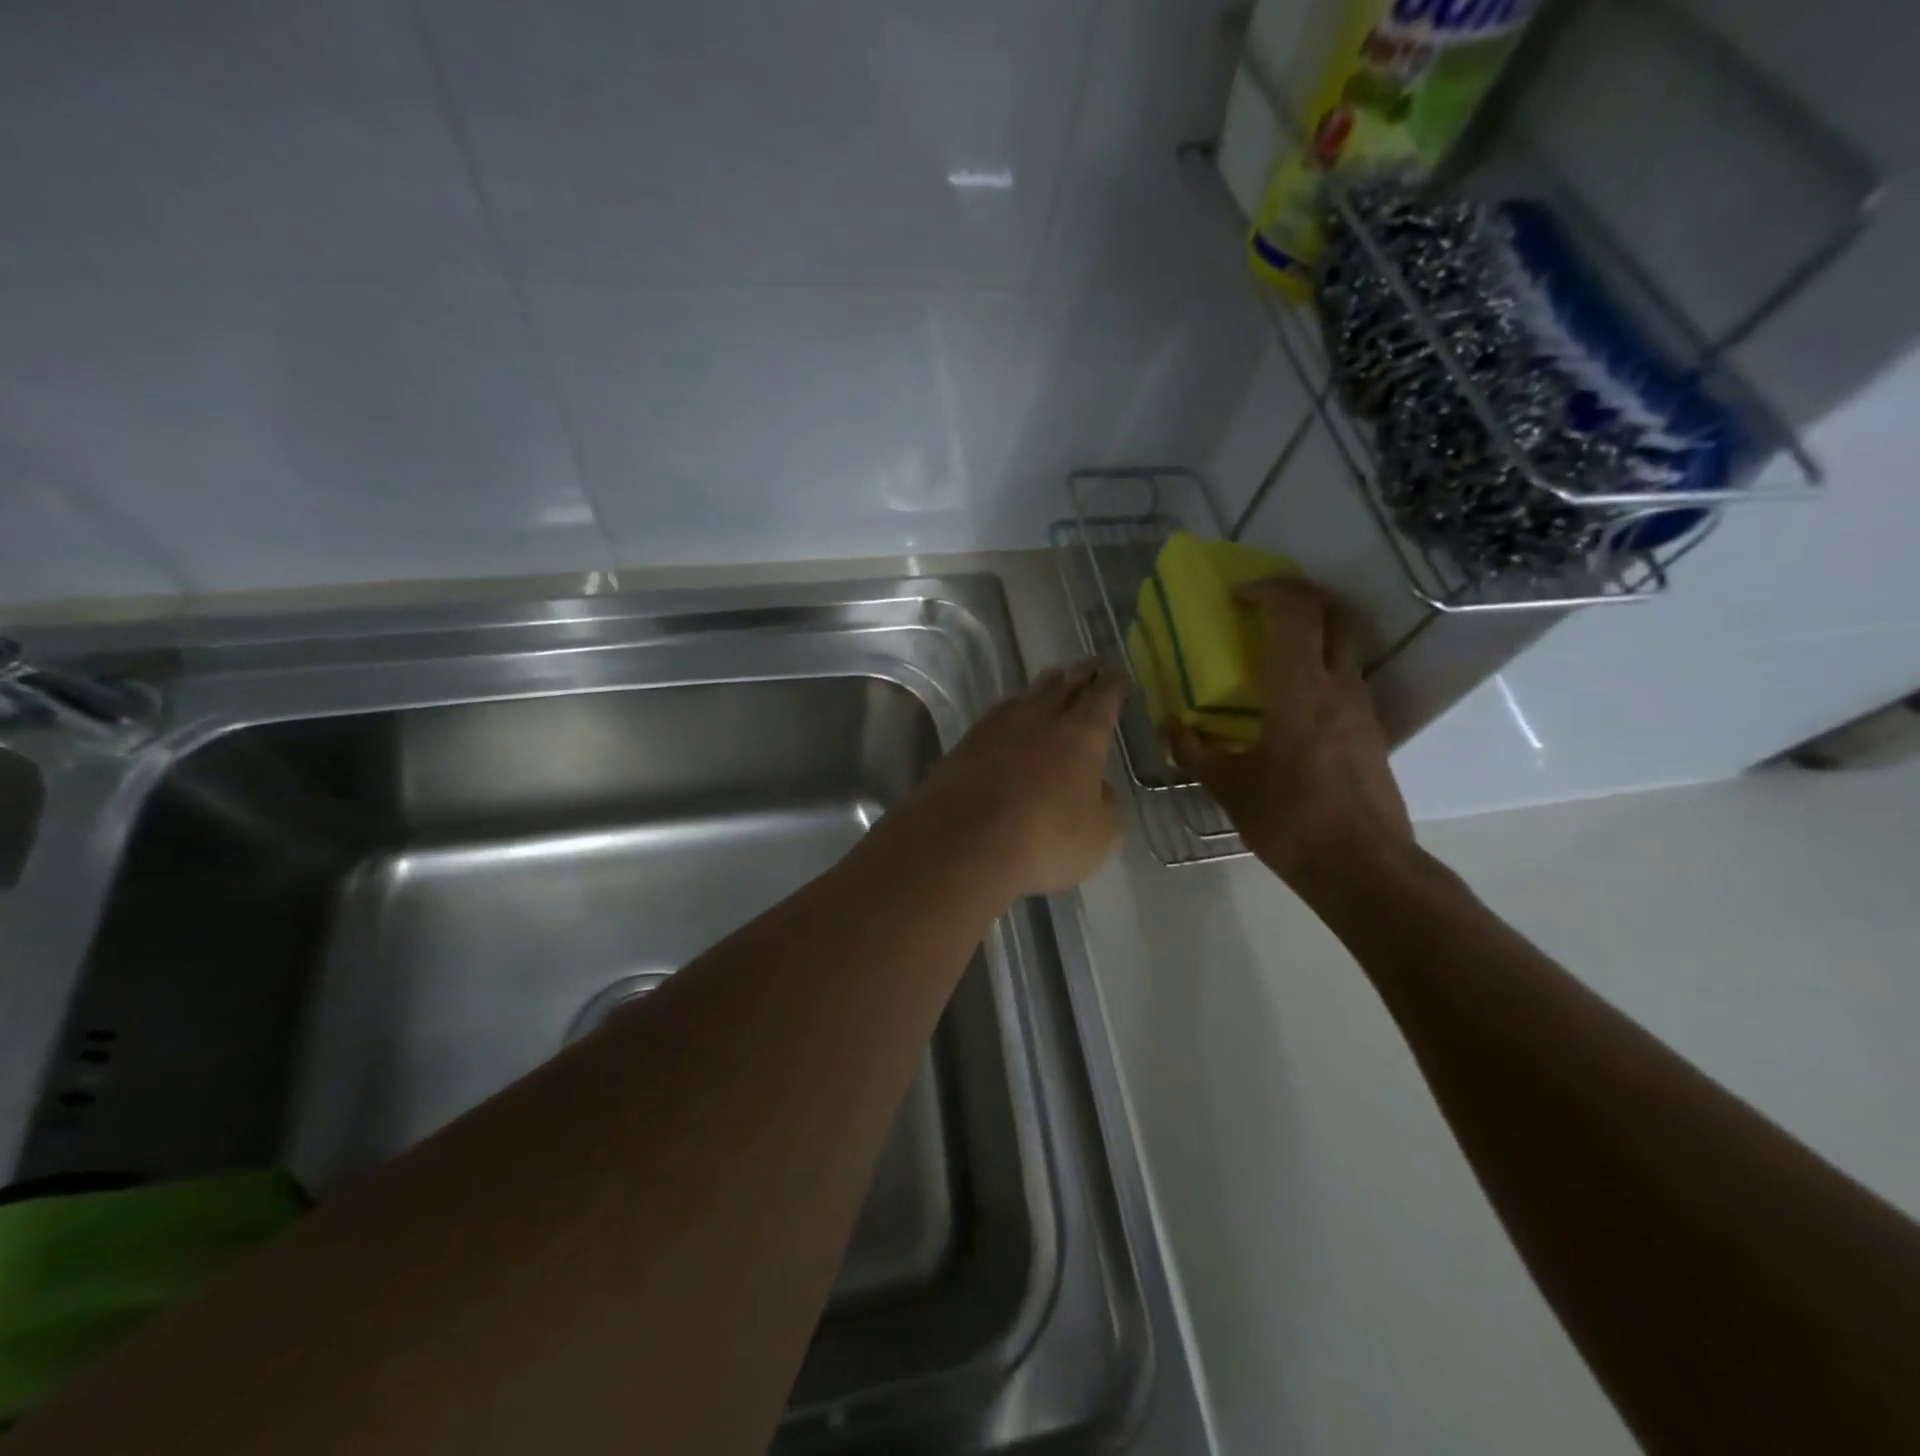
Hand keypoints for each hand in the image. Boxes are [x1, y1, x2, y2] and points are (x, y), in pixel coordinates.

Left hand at [898, 661, 1126, 899]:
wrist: (960, 844)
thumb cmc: (1043, 840)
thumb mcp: (1099, 836)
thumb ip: (1105, 805)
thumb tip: (1096, 787)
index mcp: (1081, 734)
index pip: (1103, 697)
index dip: (1115, 685)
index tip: (1120, 677)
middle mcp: (1040, 719)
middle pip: (1064, 686)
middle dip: (1081, 674)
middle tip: (1091, 665)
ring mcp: (997, 727)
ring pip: (1028, 695)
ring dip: (1046, 686)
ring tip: (1055, 680)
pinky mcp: (965, 744)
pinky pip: (998, 715)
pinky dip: (1013, 710)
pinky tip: (1011, 716)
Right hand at [1168, 578, 1412, 887]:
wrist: (1363, 865)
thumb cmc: (1289, 820)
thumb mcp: (1228, 787)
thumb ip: (1195, 751)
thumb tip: (1172, 727)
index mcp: (1298, 690)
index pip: (1295, 611)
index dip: (1267, 589)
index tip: (1237, 596)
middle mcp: (1337, 685)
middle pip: (1332, 612)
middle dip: (1298, 595)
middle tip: (1260, 605)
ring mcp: (1361, 705)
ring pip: (1345, 641)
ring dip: (1312, 628)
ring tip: (1272, 647)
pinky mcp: (1371, 728)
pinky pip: (1346, 674)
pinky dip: (1320, 663)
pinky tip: (1291, 696)